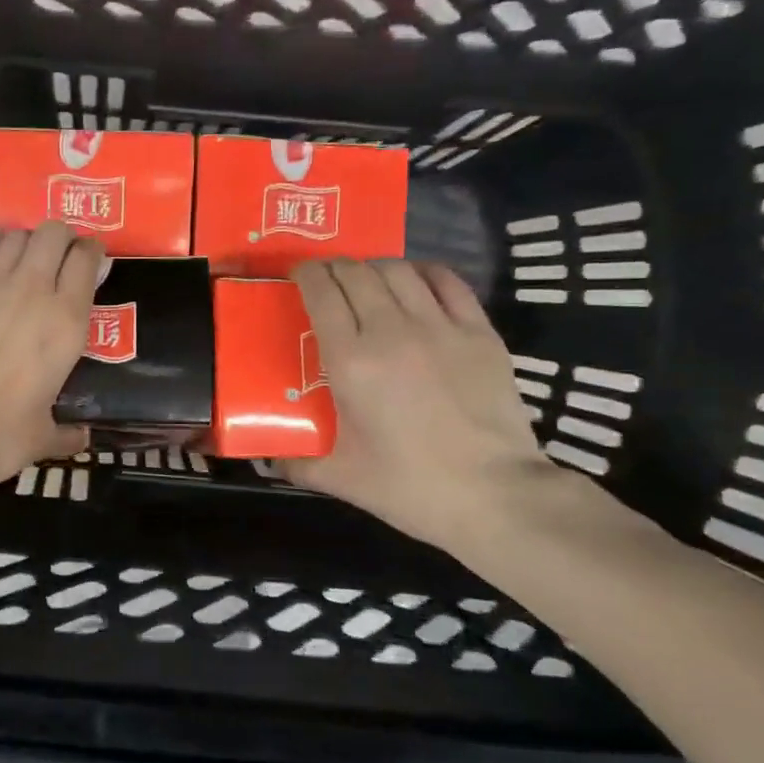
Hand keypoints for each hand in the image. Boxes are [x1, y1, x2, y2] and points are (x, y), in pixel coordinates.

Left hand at [0, 221, 100, 489]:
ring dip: (26, 239)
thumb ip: (66, 433)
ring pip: (15, 234)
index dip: (91, 252)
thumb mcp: (42, 437)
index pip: (86, 260)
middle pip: (53, 233)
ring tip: (25, 257)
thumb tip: (81, 439)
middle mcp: (33, 290)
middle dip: (61, 236)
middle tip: (60, 255)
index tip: (91, 259)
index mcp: (66, 322)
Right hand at [285, 259, 559, 556]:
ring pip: (398, 271)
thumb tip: (268, 460)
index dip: (305, 275)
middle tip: (326, 280)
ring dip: (374, 267)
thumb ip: (296, 464)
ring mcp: (440, 327)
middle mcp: (391, 331)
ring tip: (366, 280)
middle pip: (356, 273)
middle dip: (334, 268)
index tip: (296, 276)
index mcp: (351, 361)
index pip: (321, 293)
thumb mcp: (341, 478)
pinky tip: (415, 281)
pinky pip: (446, 282)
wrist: (495, 495)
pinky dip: (423, 272)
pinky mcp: (479, 332)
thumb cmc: (411, 487)